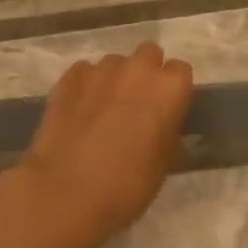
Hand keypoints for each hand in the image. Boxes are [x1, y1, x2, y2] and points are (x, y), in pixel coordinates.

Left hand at [17, 43, 193, 243]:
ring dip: (116, 78)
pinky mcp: (67, 80)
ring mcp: (99, 71)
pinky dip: (86, 85)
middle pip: (149, 54)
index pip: (181, 71)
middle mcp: (137, 70)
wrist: (65, 193)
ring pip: (115, 62)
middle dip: (146, 72)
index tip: (167, 109)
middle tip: (138, 103)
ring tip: (105, 108)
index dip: (174, 90)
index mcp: (169, 89)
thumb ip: (166, 129)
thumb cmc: (127, 185)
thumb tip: (160, 120)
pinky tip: (80, 109)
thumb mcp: (164, 161)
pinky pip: (85, 72)